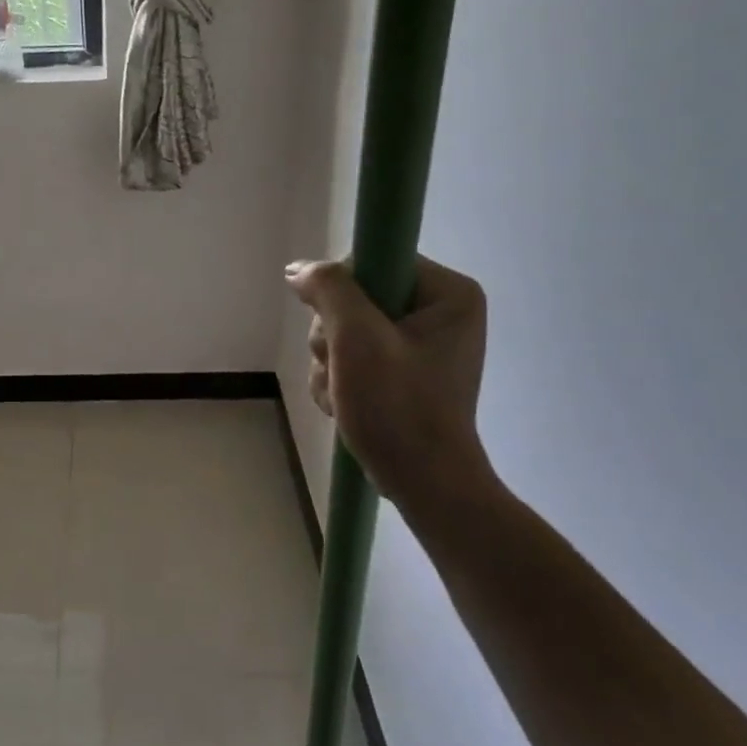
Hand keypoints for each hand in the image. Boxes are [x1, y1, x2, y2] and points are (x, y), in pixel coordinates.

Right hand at [286, 256, 497, 505]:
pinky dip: (339, 379)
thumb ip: (328, 289)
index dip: (340, 293)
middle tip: (343, 369)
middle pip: (354, 298)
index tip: (338, 330)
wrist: (423, 484)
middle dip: (333, 337)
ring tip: (344, 395)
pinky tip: (345, 404)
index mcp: (448, 293)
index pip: (371, 261)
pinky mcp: (403, 371)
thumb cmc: (398, 408)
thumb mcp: (357, 339)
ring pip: (345, 329)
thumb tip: (298, 269)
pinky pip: (352, 356)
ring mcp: (421, 343)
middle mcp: (440, 311)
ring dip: (330, 363)